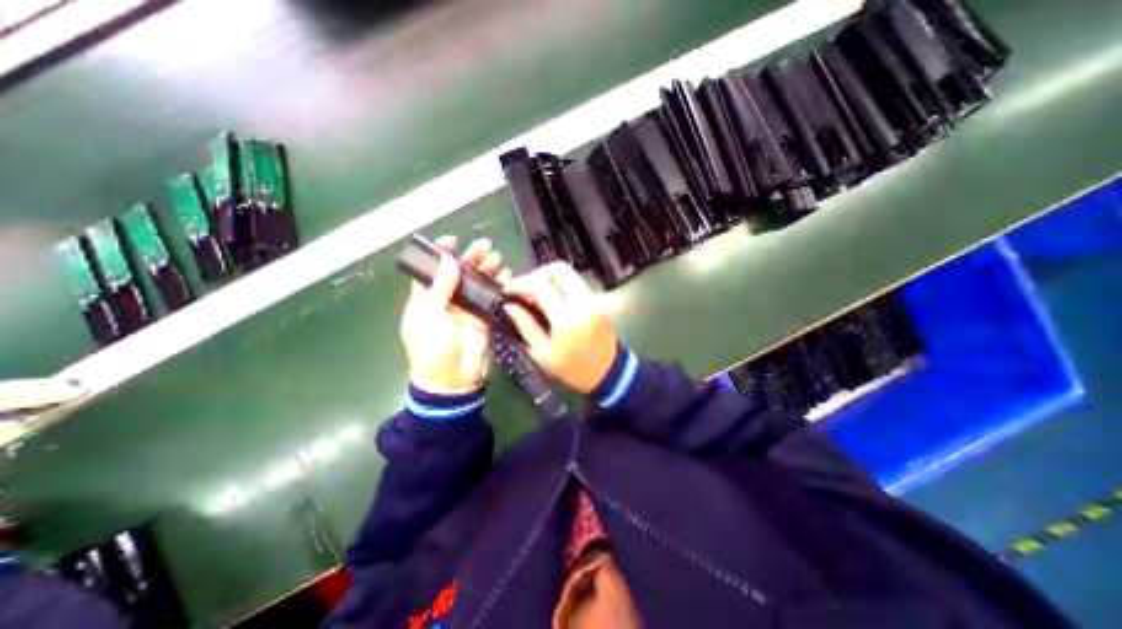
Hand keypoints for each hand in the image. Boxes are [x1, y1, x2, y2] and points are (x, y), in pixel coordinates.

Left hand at [398, 235, 507, 393]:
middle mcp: (447, 301)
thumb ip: (438, 288)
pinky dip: (499, 288)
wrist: (452, 381)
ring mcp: (466, 310)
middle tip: (484, 246)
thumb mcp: (428, 318)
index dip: (440, 255)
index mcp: (426, 300)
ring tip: (496, 258)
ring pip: (477, 284)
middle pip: (458, 274)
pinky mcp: (483, 318)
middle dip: (470, 258)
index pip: (432, 271)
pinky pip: (491, 299)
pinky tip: (506, 278)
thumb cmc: (431, 350)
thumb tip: (446, 260)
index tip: (452, 241)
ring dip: (486, 270)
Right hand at [504, 263, 616, 392]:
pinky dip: (562, 286)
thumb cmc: (572, 368)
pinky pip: (577, 284)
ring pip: (569, 274)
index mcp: (566, 319)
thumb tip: (509, 306)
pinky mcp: (600, 300)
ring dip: (549, 279)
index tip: (509, 289)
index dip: (520, 282)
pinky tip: (553, 301)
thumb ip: (525, 326)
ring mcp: (595, 299)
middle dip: (537, 274)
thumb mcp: (543, 353)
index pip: (540, 284)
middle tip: (526, 289)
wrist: (607, 372)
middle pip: (558, 268)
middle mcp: (584, 303)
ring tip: (537, 296)